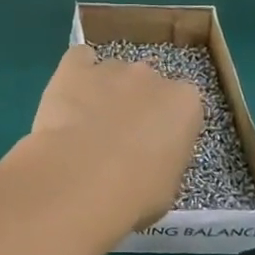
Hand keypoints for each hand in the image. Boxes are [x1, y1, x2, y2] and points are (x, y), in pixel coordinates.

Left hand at [23, 44, 203, 231]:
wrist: (82, 179)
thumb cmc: (135, 194)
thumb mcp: (167, 187)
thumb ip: (164, 161)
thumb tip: (149, 161)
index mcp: (186, 104)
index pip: (182, 107)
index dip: (165, 128)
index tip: (152, 149)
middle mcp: (152, 76)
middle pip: (147, 84)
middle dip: (135, 105)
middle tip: (117, 138)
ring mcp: (112, 68)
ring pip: (112, 73)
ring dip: (104, 92)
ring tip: (84, 125)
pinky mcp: (74, 67)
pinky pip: (79, 60)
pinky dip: (76, 73)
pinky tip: (68, 96)